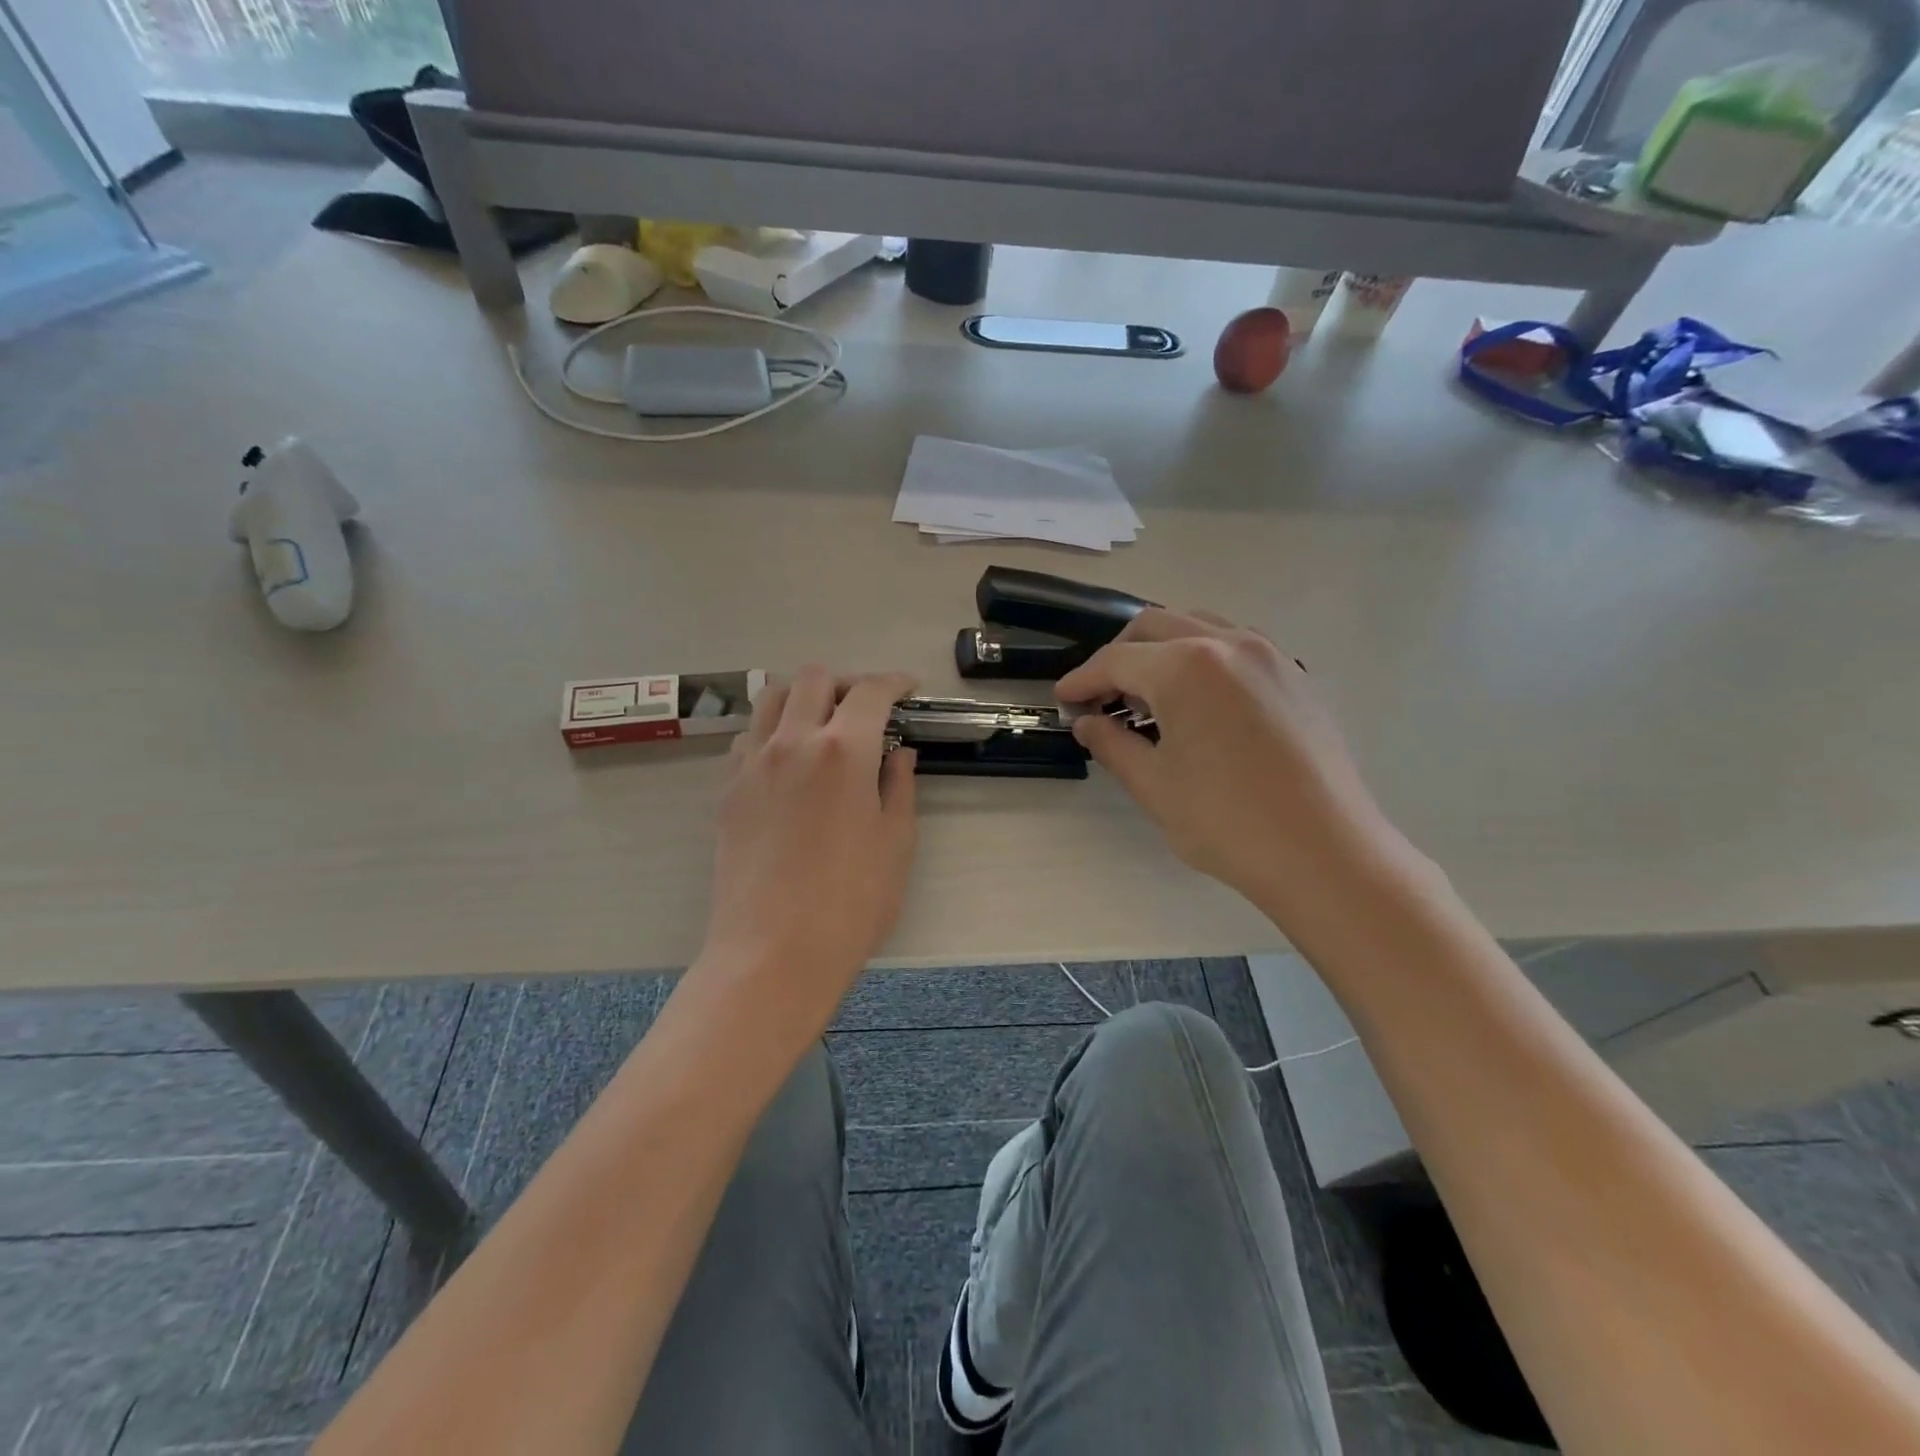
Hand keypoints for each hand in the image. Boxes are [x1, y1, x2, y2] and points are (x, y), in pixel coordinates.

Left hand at [699, 667, 918, 1028]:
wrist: (773, 952)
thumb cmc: (851, 902)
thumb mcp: (896, 842)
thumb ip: (900, 786)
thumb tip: (899, 753)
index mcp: (844, 750)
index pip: (870, 692)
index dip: (894, 682)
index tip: (908, 689)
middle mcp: (793, 741)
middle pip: (813, 678)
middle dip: (846, 682)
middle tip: (866, 709)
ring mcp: (753, 763)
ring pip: (771, 697)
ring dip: (803, 697)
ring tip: (823, 724)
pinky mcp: (728, 789)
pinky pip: (748, 736)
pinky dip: (772, 730)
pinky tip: (789, 761)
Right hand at [1057, 609, 1414, 922]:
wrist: (1324, 852)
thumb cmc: (1226, 822)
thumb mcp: (1153, 785)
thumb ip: (1112, 744)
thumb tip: (1088, 722)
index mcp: (1185, 667)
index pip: (1116, 660)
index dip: (1082, 679)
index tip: (1064, 700)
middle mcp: (1227, 643)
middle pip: (1154, 626)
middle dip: (1118, 656)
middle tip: (1102, 697)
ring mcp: (1268, 655)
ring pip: (1198, 626)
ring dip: (1162, 651)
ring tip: (1149, 697)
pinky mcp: (1294, 675)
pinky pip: (1235, 645)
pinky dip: (1202, 658)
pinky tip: (1198, 702)